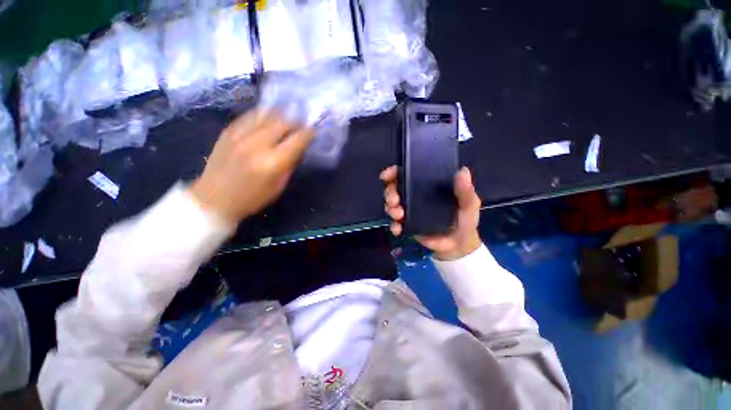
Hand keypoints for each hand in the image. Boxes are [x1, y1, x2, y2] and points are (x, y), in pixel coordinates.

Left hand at [189, 110, 313, 222]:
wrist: (214, 199)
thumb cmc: (252, 198)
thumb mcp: (278, 186)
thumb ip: (289, 164)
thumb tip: (298, 147)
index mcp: (273, 162)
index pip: (297, 140)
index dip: (309, 133)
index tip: (313, 132)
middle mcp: (257, 144)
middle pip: (283, 121)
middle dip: (296, 121)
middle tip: (301, 125)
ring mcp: (240, 135)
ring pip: (266, 114)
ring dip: (281, 115)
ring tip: (287, 118)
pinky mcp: (228, 131)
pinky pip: (250, 116)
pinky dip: (263, 115)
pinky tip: (268, 120)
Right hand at [380, 166, 482, 260]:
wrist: (458, 245)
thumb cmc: (464, 220)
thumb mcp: (469, 204)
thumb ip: (465, 191)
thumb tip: (462, 171)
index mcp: (428, 186)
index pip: (408, 174)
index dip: (395, 172)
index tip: (388, 175)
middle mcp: (415, 195)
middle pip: (395, 189)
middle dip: (390, 193)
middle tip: (395, 200)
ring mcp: (409, 211)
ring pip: (392, 205)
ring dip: (390, 209)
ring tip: (398, 214)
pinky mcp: (408, 225)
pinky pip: (395, 223)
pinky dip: (393, 225)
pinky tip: (397, 229)